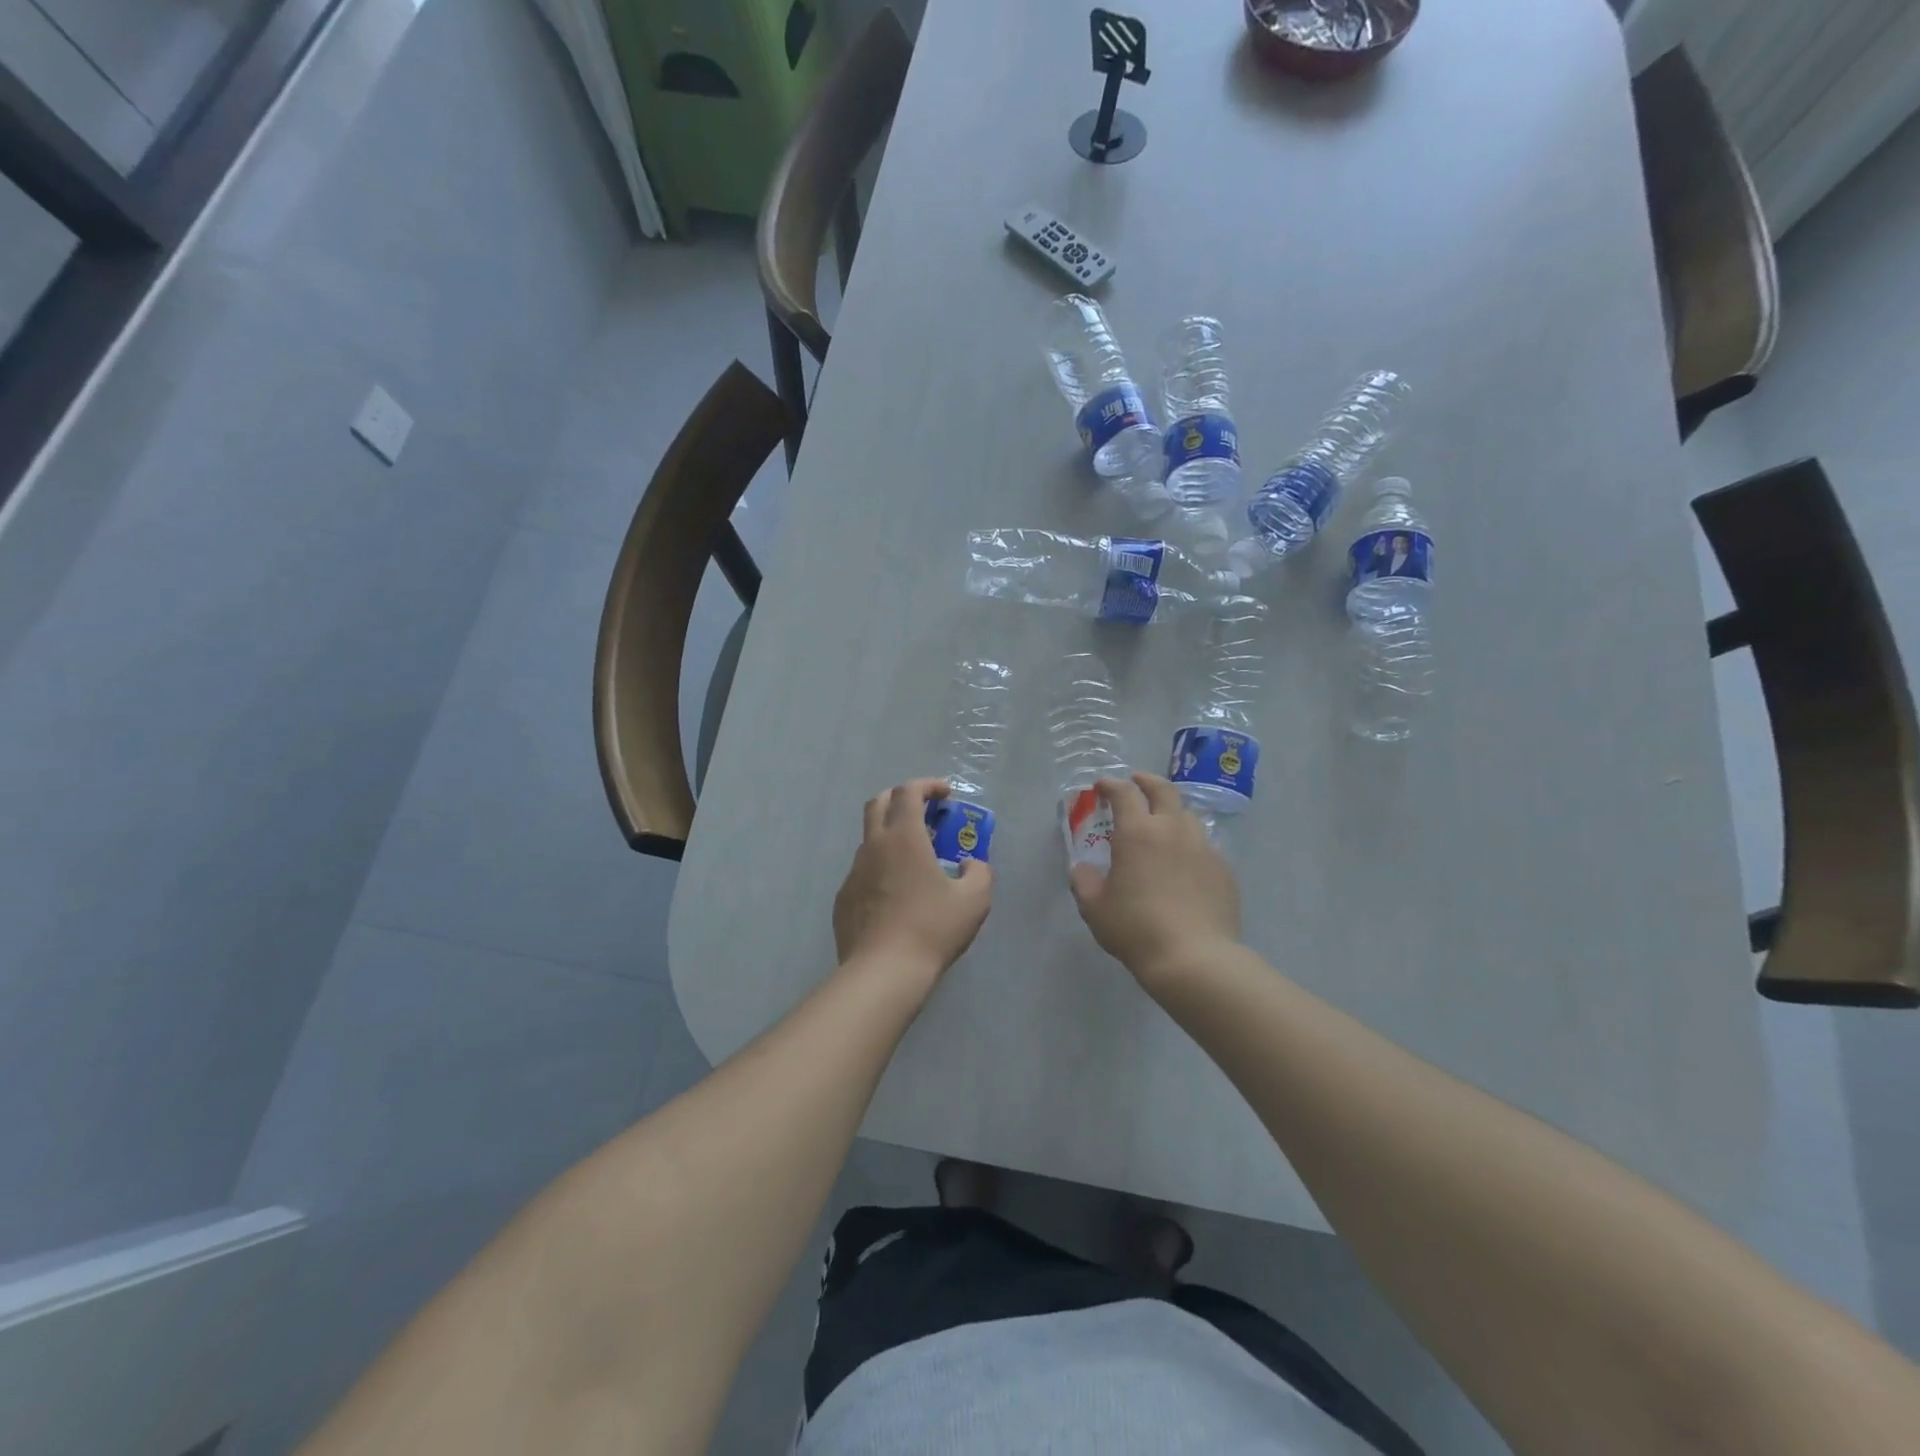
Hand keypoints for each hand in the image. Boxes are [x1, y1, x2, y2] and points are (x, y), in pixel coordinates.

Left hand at [833, 779, 992, 976]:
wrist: (883, 972)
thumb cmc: (932, 928)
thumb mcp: (974, 900)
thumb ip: (979, 872)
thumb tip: (971, 865)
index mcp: (904, 837)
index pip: (909, 792)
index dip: (928, 785)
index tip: (946, 794)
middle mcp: (874, 846)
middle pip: (879, 803)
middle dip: (901, 799)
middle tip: (925, 814)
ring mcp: (853, 873)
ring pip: (870, 840)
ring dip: (891, 838)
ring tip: (915, 863)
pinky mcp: (843, 899)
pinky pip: (863, 873)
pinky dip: (880, 871)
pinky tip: (896, 898)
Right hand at [1069, 773, 1240, 990]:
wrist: (1194, 957)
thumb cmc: (1136, 929)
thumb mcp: (1095, 908)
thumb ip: (1085, 882)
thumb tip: (1084, 869)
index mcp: (1137, 832)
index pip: (1124, 793)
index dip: (1111, 784)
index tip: (1102, 785)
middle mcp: (1173, 829)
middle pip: (1163, 790)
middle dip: (1147, 781)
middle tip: (1137, 781)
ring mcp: (1203, 847)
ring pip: (1188, 816)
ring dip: (1171, 811)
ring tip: (1162, 823)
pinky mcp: (1224, 869)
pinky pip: (1205, 846)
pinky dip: (1190, 844)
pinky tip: (1184, 864)